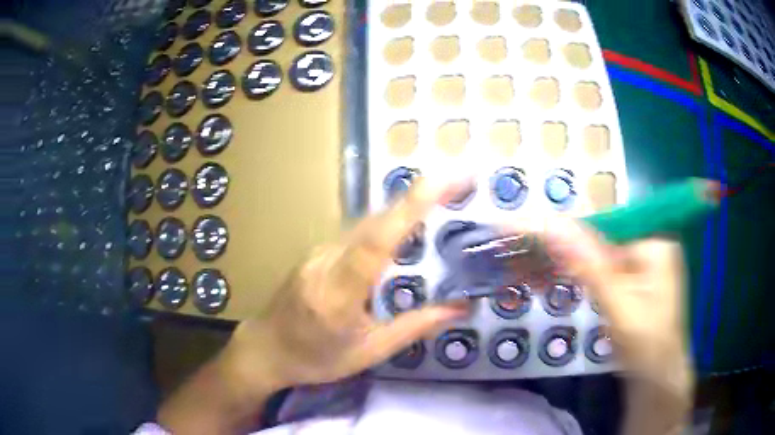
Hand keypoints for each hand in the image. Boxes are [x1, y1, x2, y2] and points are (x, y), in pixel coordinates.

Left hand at [226, 178, 470, 391]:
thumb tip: (460, 308)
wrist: (265, 349)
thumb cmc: (316, 358)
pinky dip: (385, 225)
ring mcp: (317, 252)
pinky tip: (403, 229)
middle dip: (418, 197)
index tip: (443, 182)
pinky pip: (356, 232)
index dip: (410, 208)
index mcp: (338, 294)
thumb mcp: (368, 352)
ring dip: (403, 209)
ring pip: (366, 223)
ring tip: (441, 197)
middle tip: (458, 182)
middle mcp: (325, 262)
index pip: (376, 242)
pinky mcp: (316, 250)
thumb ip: (414, 327)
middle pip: (375, 221)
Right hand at [512, 216, 692, 433]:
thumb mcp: (618, 307)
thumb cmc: (645, 347)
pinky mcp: (629, 285)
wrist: (656, 383)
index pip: (599, 226)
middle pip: (594, 241)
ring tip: (521, 270)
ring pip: (591, 259)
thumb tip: (554, 225)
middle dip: (555, 251)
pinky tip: (544, 282)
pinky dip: (571, 279)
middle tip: (513, 253)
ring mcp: (638, 267)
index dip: (558, 228)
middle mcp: (647, 247)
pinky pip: (595, 275)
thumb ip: (589, 266)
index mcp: (653, 244)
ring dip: (558, 266)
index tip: (518, 228)